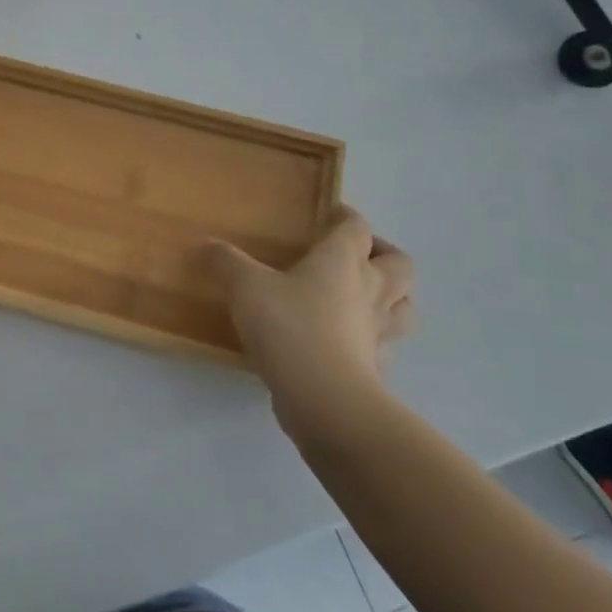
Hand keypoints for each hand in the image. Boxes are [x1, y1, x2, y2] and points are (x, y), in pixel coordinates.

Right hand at [204, 206, 414, 442]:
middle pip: (399, 263)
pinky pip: (385, 344)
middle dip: (383, 253)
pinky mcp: (375, 366)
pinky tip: (351, 341)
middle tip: (357, 254)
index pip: (357, 227)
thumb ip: (226, 262)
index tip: (331, 213)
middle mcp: (370, 290)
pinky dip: (375, 338)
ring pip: (404, 306)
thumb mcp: (245, 287)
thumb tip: (207, 245)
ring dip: (393, 296)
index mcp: (342, 261)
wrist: (324, 398)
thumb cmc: (288, 327)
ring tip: (365, 295)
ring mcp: (377, 331)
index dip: (346, 216)